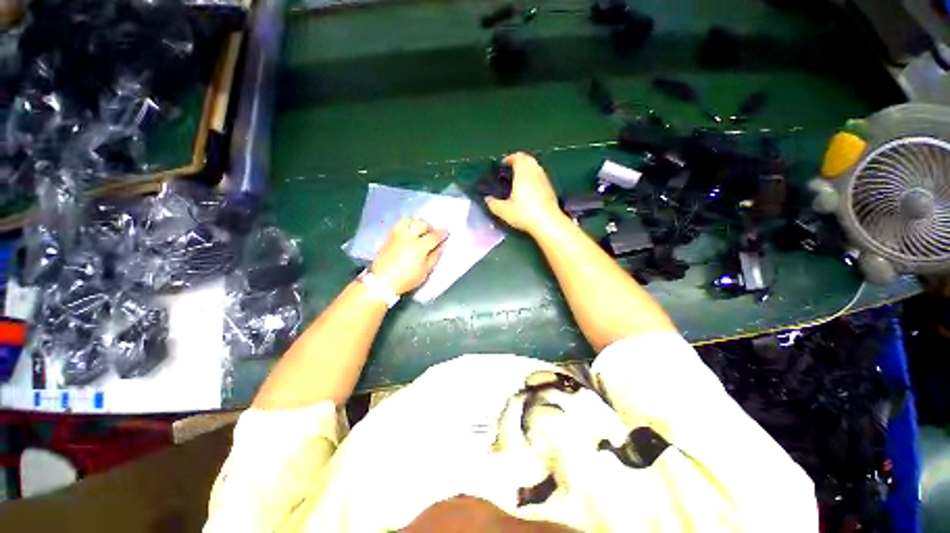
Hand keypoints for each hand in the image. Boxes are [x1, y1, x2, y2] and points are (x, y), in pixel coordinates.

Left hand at [370, 218, 446, 294]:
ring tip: (419, 231)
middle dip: (429, 227)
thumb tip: (440, 246)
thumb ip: (434, 257)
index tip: (446, 232)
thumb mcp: (425, 271)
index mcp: (419, 247)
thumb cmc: (407, 279)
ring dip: (416, 223)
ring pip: (409, 220)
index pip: (434, 235)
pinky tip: (408, 233)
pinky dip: (406, 226)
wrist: (381, 281)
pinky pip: (399, 225)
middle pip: (421, 224)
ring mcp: (397, 235)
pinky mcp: (388, 236)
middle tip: (432, 233)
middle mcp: (408, 237)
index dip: (442, 233)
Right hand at [484, 152, 563, 234]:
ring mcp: (545, 180)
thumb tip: (487, 199)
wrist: (548, 222)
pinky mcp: (551, 189)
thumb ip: (493, 204)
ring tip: (519, 178)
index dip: (510, 158)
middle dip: (520, 160)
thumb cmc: (524, 214)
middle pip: (528, 159)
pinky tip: (529, 189)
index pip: (518, 157)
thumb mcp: (504, 211)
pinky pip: (540, 176)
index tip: (503, 164)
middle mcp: (535, 172)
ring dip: (527, 168)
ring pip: (536, 167)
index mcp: (523, 173)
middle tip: (511, 168)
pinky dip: (533, 177)